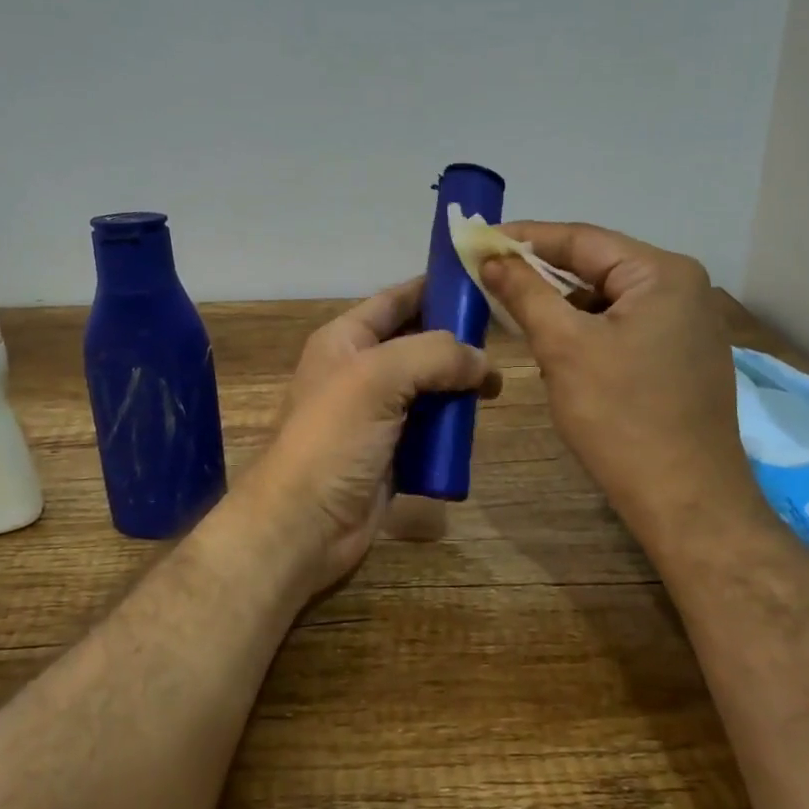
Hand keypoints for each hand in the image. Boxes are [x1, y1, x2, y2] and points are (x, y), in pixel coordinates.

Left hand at [236, 279, 499, 598]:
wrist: (304, 525)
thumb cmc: (333, 439)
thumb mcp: (378, 378)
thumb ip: (434, 355)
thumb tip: (481, 361)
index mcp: (346, 340)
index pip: (396, 300)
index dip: (435, 288)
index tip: (483, 283)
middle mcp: (360, 371)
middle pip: (417, 343)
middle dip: (456, 341)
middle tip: (504, 341)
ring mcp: (375, 414)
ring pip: (427, 387)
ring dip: (458, 386)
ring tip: (496, 387)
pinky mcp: (391, 452)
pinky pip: (429, 428)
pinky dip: (451, 425)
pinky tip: (476, 423)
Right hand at [479, 222, 768, 551]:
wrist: (685, 500)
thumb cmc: (621, 418)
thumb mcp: (564, 348)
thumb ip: (525, 293)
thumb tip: (492, 257)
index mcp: (663, 273)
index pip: (582, 239)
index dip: (525, 238)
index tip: (479, 239)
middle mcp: (684, 287)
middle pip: (597, 266)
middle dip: (542, 274)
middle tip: (489, 275)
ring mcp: (688, 323)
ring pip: (608, 299)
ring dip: (562, 304)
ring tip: (515, 310)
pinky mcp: (682, 355)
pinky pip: (624, 325)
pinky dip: (587, 329)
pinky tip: (557, 344)